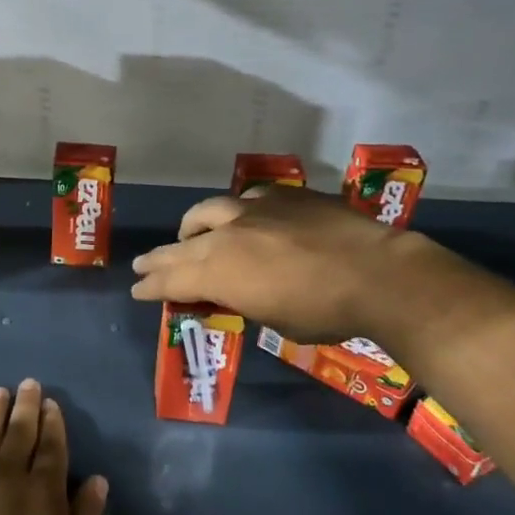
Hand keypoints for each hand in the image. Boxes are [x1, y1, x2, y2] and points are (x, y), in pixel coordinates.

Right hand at [130, 185, 409, 342]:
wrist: (377, 273)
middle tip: (141, 264)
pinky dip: (235, 213)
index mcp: (220, 272)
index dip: (152, 286)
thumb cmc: (324, 312)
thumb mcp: (272, 319)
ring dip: (192, 226)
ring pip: (208, 211)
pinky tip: (242, 217)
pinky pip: (246, 200)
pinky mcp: (283, 196)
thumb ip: (241, 299)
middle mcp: (227, 236)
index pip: (173, 280)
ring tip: (186, 234)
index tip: (137, 290)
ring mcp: (254, 210)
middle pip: (181, 246)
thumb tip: (230, 291)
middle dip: (158, 258)